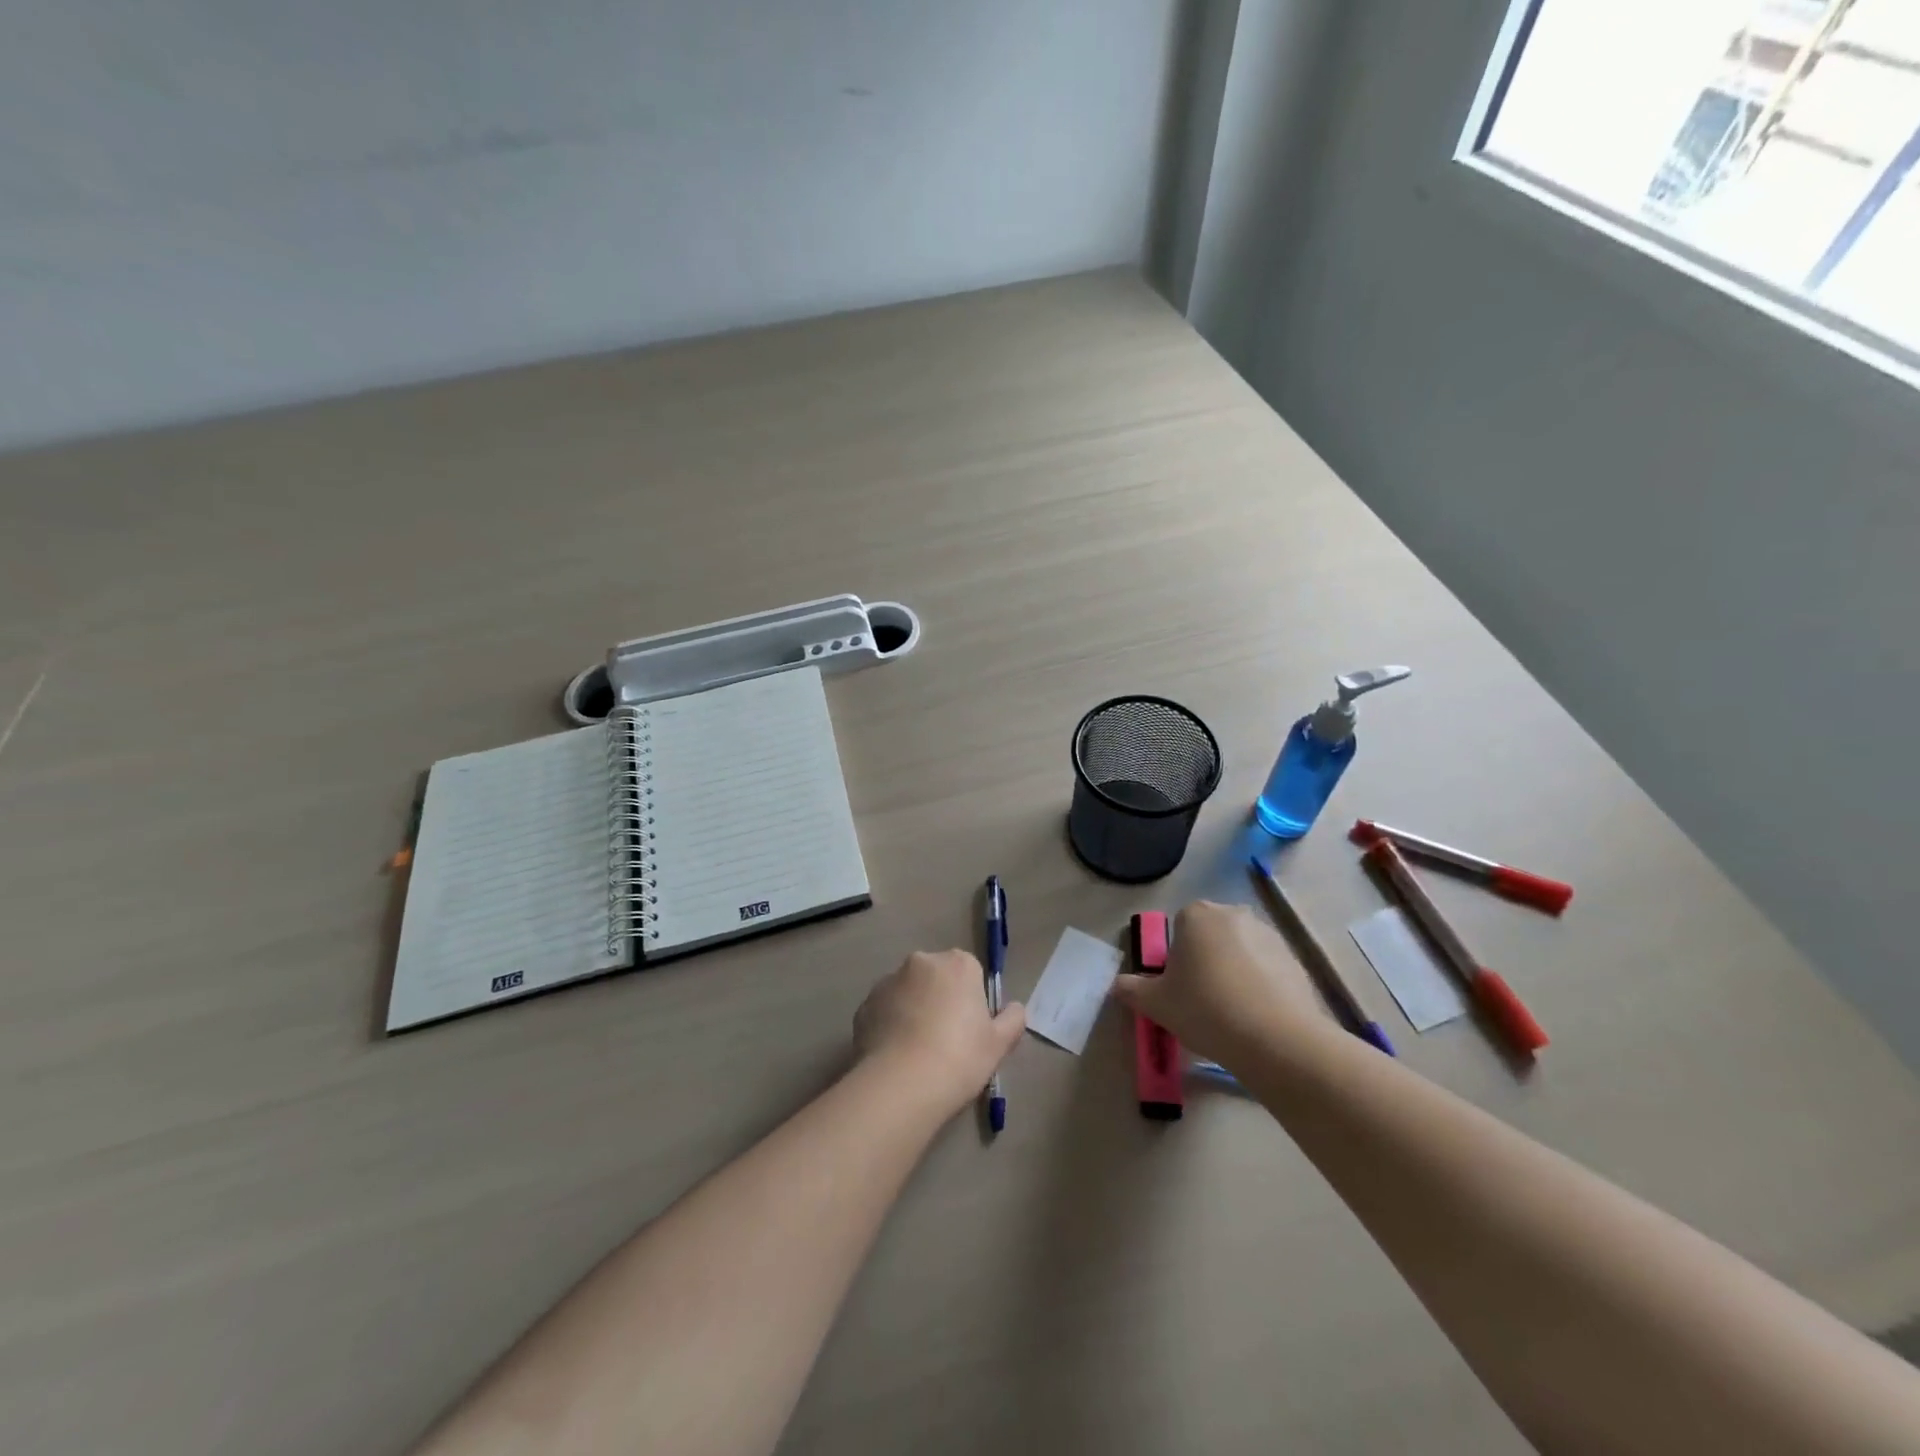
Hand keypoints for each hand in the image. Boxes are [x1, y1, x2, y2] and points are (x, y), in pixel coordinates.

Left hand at [853, 950, 1026, 1118]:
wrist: (902, 1085)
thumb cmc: (960, 1058)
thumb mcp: (999, 1044)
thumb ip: (1012, 1020)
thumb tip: (1014, 1008)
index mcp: (958, 964)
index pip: (970, 972)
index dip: (971, 999)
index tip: (971, 1029)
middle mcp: (921, 962)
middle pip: (936, 978)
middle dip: (940, 1000)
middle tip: (946, 1041)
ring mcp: (888, 981)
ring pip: (907, 993)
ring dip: (913, 1010)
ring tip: (917, 1053)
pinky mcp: (864, 1005)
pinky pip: (884, 1011)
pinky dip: (890, 1025)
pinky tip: (896, 1057)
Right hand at [1108, 901, 1326, 1065]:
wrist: (1276, 1039)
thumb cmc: (1205, 1009)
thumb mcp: (1156, 1004)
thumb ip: (1131, 989)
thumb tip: (1118, 985)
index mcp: (1196, 915)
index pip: (1179, 926)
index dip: (1176, 956)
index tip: (1178, 986)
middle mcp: (1234, 914)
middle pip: (1212, 934)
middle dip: (1206, 959)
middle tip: (1201, 999)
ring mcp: (1269, 935)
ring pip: (1242, 951)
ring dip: (1235, 972)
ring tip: (1232, 1014)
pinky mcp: (1296, 961)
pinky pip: (1269, 970)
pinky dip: (1262, 987)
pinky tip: (1257, 1019)